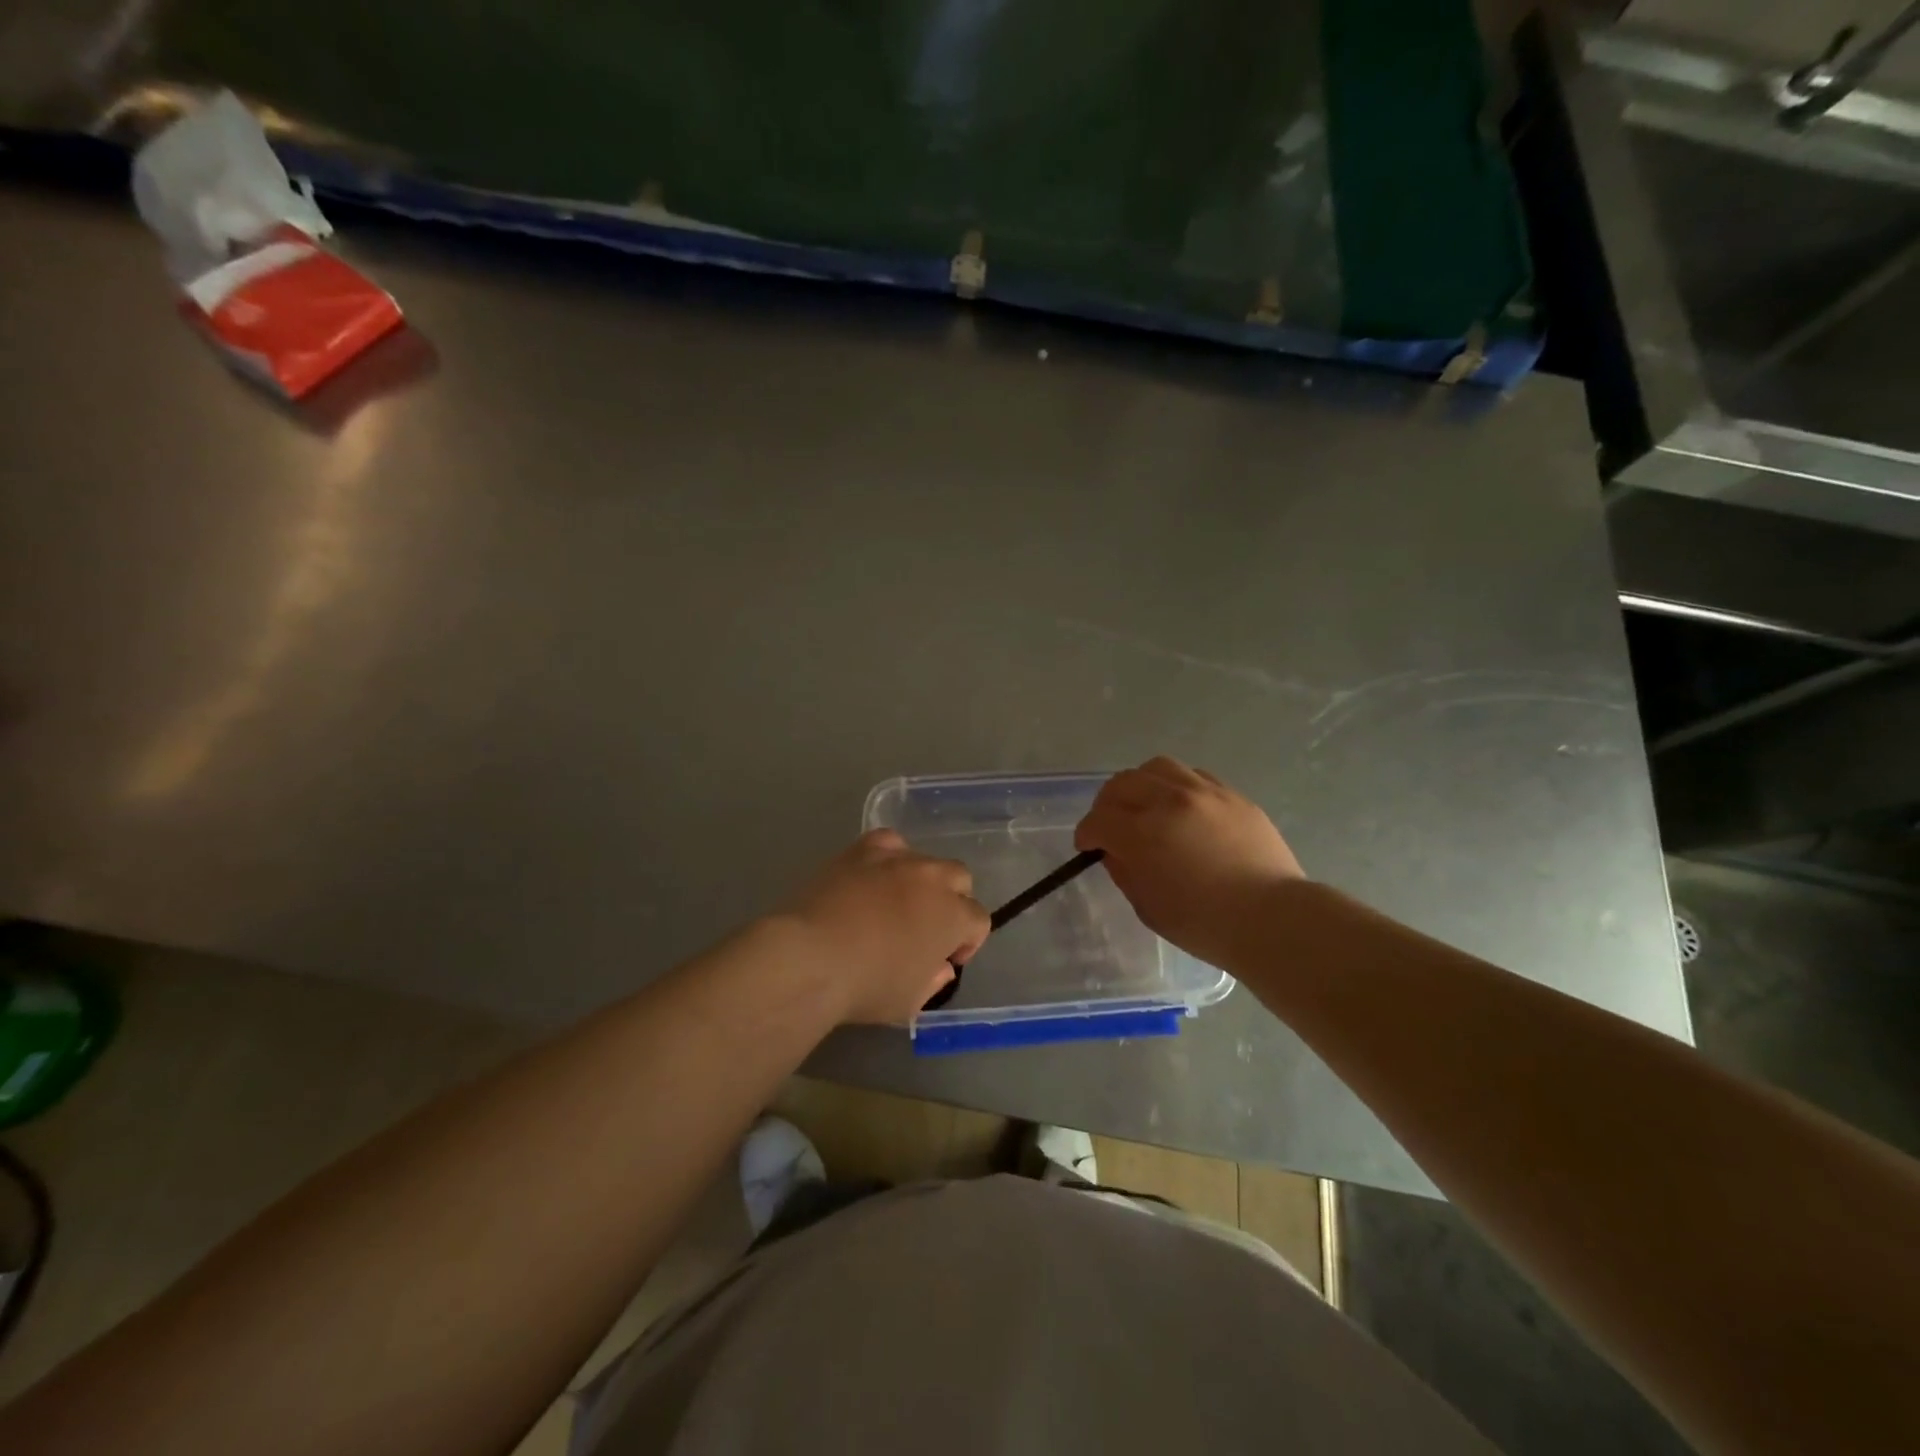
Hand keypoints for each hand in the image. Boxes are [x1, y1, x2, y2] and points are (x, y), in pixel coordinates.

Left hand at [782, 830, 990, 1024]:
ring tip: (896, 902)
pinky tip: (875, 876)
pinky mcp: (863, 849)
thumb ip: (933, 980)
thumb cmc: (867, 987)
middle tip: (926, 927)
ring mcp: (898, 859)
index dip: (967, 942)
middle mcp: (933, 878)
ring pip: (925, 859)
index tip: (946, 959)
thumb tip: (939, 965)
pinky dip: (889, 857)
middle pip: (959, 878)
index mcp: (954, 916)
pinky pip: (889, 843)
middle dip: (951, 901)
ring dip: (921, 880)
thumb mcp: (910, 1002)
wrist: (812, 957)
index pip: (979, 920)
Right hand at [1075, 756, 1303, 969]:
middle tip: (1111, 824)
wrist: (1273, 919)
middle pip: (1122, 783)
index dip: (1086, 833)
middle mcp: (1169, 801)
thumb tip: (1115, 850)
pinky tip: (1182, 808)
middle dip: (1107, 804)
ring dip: (1141, 785)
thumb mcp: (1148, 907)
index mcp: (1143, 834)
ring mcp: (1204, 792)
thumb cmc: (1205, 925)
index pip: (1098, 819)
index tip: (1088, 846)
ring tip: (1146, 805)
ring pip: (1157, 767)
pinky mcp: (1232, 795)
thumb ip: (1124, 871)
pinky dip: (1176, 787)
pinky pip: (1193, 775)